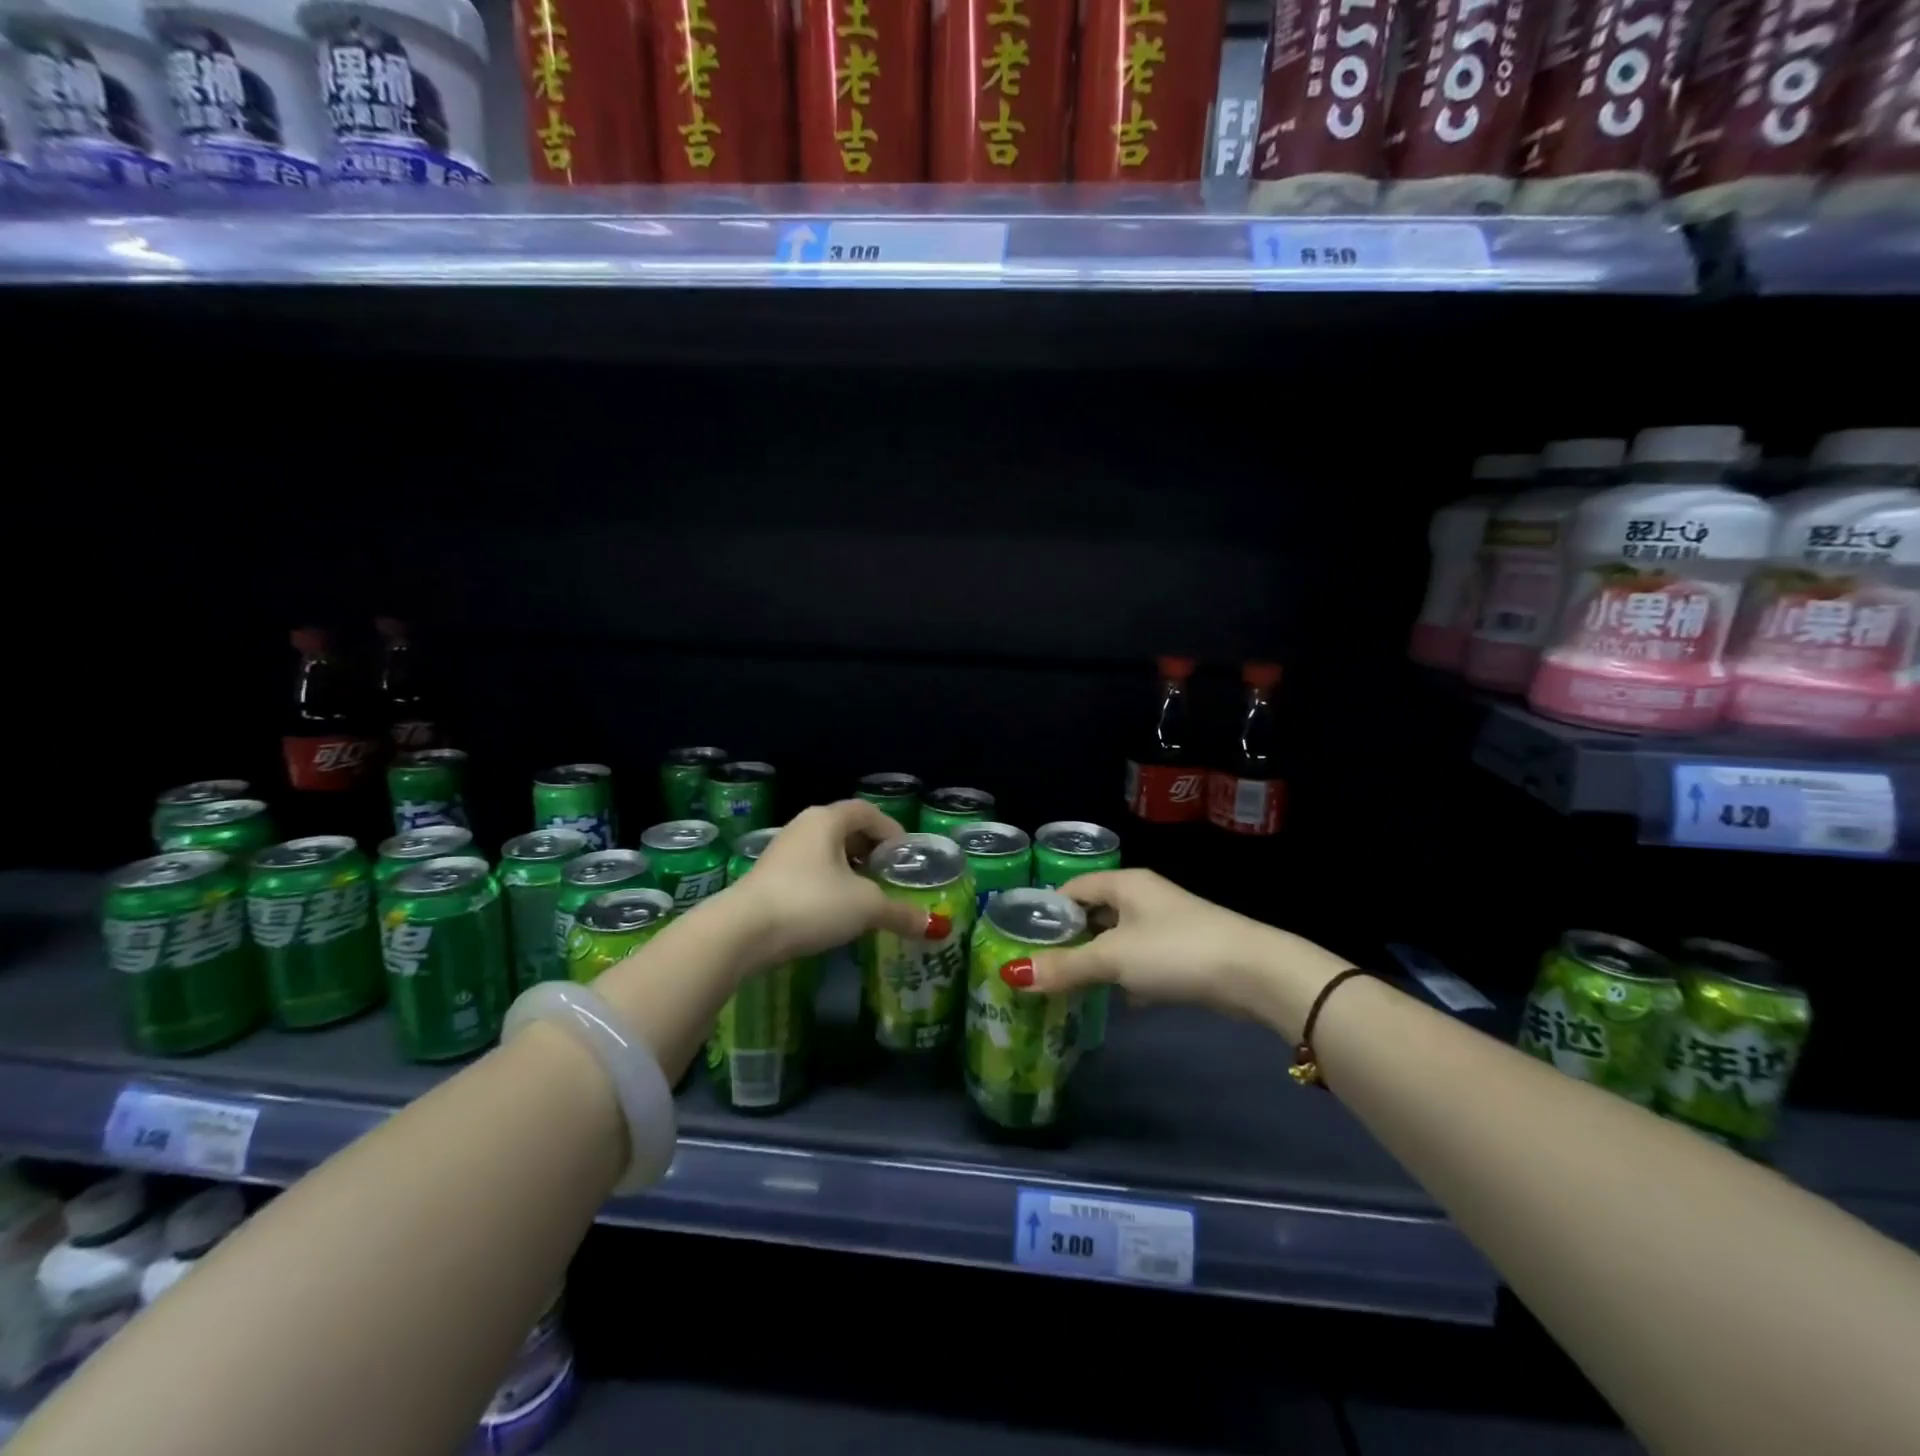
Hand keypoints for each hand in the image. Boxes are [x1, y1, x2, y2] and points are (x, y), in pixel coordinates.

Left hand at [727, 800, 939, 964]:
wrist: (741, 932)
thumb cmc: (811, 903)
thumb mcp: (865, 907)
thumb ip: (901, 912)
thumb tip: (935, 927)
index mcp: (827, 820)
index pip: (867, 811)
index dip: (891, 829)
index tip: (906, 855)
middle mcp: (803, 827)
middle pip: (846, 829)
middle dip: (871, 850)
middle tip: (889, 875)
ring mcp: (781, 852)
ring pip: (826, 852)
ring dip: (849, 869)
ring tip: (867, 895)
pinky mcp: (767, 877)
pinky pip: (808, 871)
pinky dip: (828, 883)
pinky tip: (835, 910)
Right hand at [1017, 869, 1322, 1022]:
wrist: (1254, 974)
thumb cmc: (1175, 951)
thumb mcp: (1113, 958)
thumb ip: (1065, 966)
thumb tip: (1010, 973)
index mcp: (1124, 884)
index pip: (1072, 888)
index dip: (1046, 910)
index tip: (1020, 939)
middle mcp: (1143, 897)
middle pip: (1094, 914)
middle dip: (1068, 940)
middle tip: (1037, 968)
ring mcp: (1165, 926)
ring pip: (1117, 940)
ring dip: (1095, 961)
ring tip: (1064, 988)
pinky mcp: (1182, 954)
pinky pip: (1140, 961)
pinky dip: (1124, 977)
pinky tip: (1112, 1001)